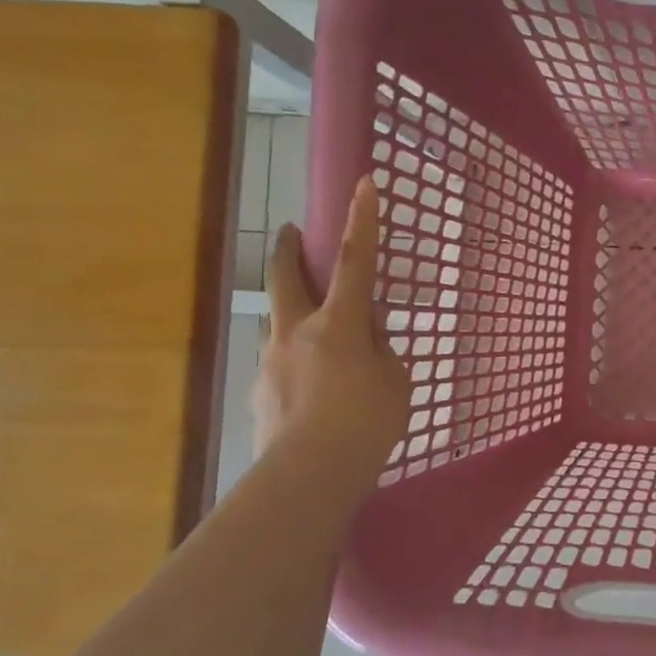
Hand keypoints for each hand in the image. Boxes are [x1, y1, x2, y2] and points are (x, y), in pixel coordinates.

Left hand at [255, 177, 411, 466]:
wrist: (310, 474)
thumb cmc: (367, 423)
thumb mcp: (395, 381)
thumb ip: (381, 348)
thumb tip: (367, 332)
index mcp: (338, 324)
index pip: (355, 261)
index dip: (362, 221)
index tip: (363, 182)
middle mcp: (297, 331)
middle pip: (287, 276)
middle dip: (289, 249)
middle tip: (289, 232)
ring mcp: (271, 359)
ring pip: (281, 322)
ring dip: (295, 315)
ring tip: (322, 342)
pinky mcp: (260, 389)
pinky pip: (282, 362)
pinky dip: (297, 362)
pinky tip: (315, 391)